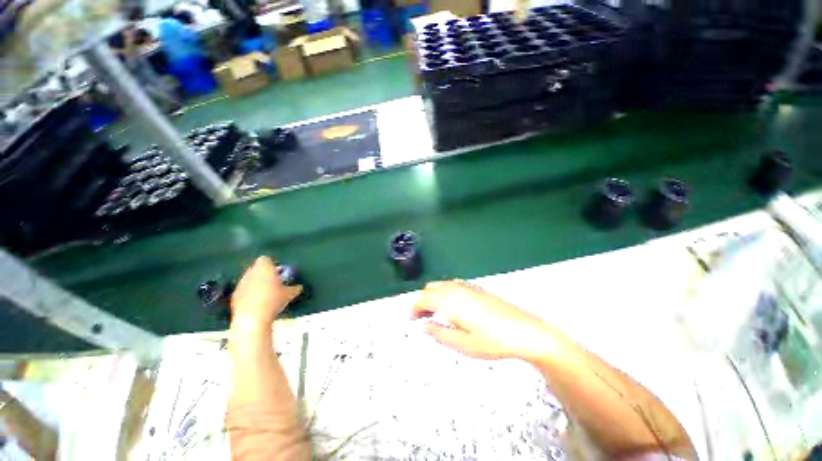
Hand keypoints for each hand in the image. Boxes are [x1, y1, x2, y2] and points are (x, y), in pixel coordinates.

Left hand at [231, 256, 301, 326]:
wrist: (252, 318)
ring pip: (249, 279)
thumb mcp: (289, 294)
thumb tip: (299, 287)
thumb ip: (294, 288)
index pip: (265, 259)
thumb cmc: (274, 300)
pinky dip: (249, 294)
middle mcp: (250, 272)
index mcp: (264, 267)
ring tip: (265, 293)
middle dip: (263, 274)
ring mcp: (240, 284)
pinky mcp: (234, 296)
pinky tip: (256, 302)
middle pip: (256, 268)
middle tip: (273, 282)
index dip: (271, 265)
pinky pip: (243, 290)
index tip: (278, 272)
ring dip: (255, 283)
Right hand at [412, 280, 550, 360]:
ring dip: (433, 296)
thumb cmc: (492, 341)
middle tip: (422, 318)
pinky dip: (444, 293)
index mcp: (450, 301)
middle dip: (422, 301)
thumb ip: (439, 333)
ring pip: (441, 285)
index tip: (411, 319)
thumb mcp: (462, 344)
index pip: (424, 298)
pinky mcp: (476, 288)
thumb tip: (423, 326)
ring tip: (435, 313)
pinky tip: (452, 307)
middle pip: (431, 288)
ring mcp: (467, 286)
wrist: (524, 331)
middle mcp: (456, 288)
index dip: (414, 308)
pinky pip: (452, 285)